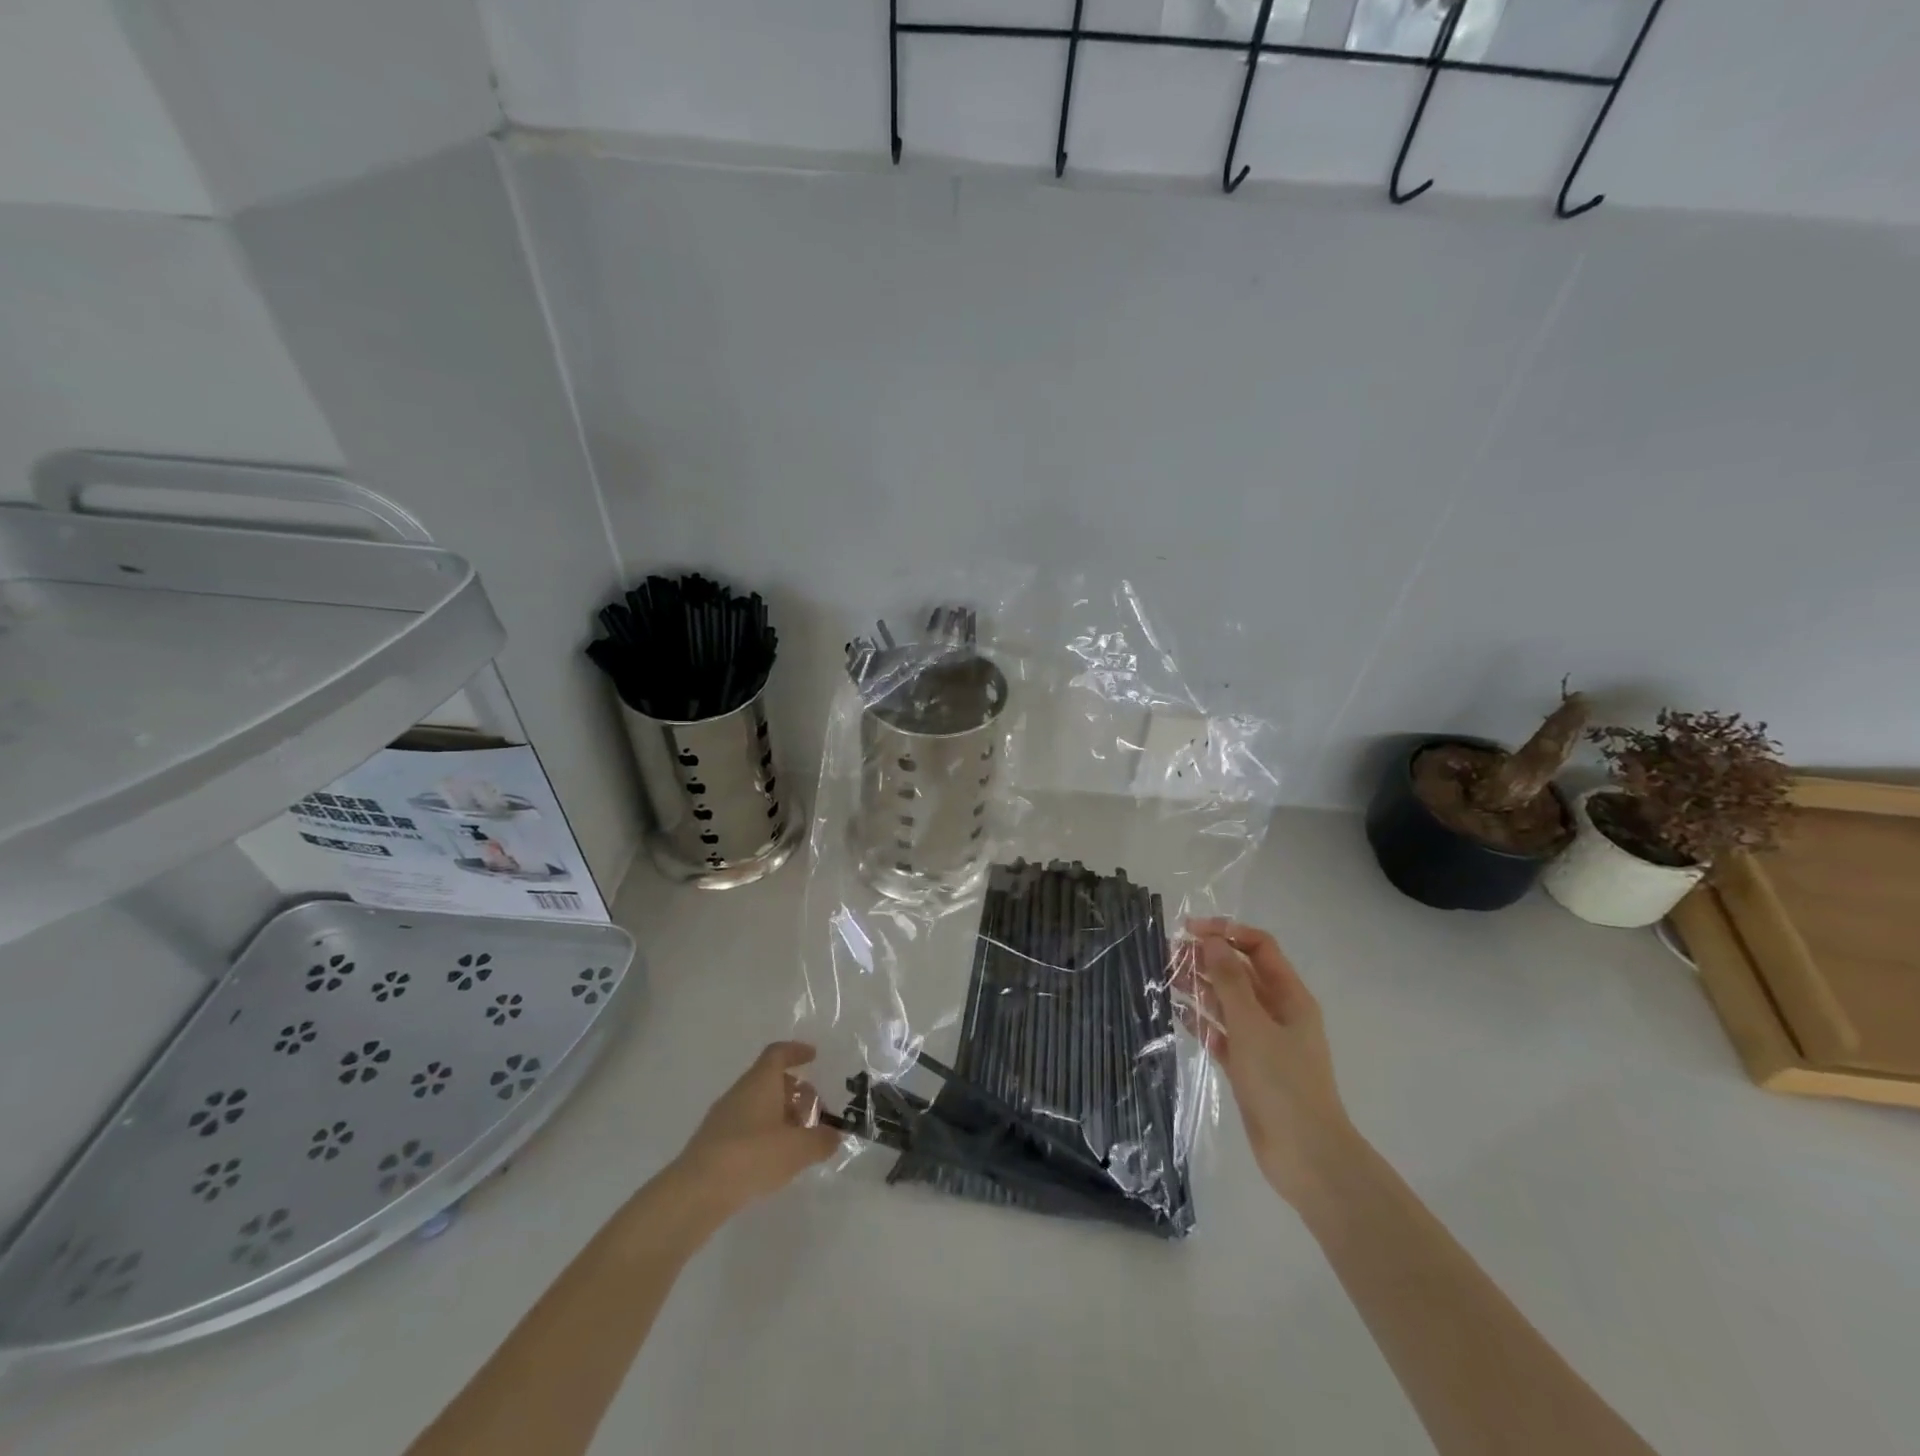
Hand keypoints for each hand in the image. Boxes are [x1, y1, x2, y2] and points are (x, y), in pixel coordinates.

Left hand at [670, 1041, 843, 1218]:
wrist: (696, 1192)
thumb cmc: (752, 1156)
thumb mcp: (798, 1149)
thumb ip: (821, 1140)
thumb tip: (834, 1135)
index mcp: (761, 1081)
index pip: (778, 1053)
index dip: (797, 1051)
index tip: (813, 1056)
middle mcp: (741, 1091)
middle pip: (770, 1079)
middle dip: (794, 1091)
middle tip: (814, 1110)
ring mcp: (723, 1117)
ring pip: (758, 1104)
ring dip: (780, 1114)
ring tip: (798, 1139)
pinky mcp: (713, 1142)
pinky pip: (746, 1126)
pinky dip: (764, 1133)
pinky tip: (774, 1158)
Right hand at [1184, 919, 1358, 1210]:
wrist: (1306, 1156)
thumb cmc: (1283, 1083)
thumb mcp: (1252, 1025)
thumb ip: (1230, 981)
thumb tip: (1212, 941)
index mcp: (1290, 996)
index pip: (1259, 947)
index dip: (1227, 932)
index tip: (1190, 931)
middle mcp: (1277, 1012)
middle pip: (1241, 972)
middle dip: (1209, 957)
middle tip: (1170, 953)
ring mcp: (1262, 1040)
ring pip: (1228, 1001)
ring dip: (1201, 986)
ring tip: (1167, 976)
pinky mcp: (1248, 1066)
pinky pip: (1221, 1032)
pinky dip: (1201, 1020)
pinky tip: (1177, 1011)